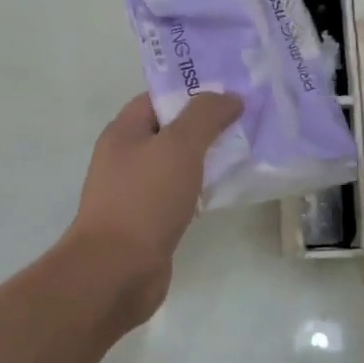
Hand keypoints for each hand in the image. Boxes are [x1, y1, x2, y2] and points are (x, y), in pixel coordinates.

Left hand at [63, 91, 243, 329]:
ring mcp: (135, 193)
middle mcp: (125, 158)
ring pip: (176, 166)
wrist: (117, 270)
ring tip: (246, 153)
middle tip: (246, 121)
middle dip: (205, 126)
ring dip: (206, 160)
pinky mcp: (148, 223)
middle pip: (169, 132)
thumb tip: (229, 97)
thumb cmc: (144, 199)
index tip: (230, 92)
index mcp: (123, 132)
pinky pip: (179, 196)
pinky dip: (201, 191)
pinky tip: (226, 193)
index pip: (158, 98)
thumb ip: (205, 116)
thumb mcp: (179, 146)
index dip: (192, 92)